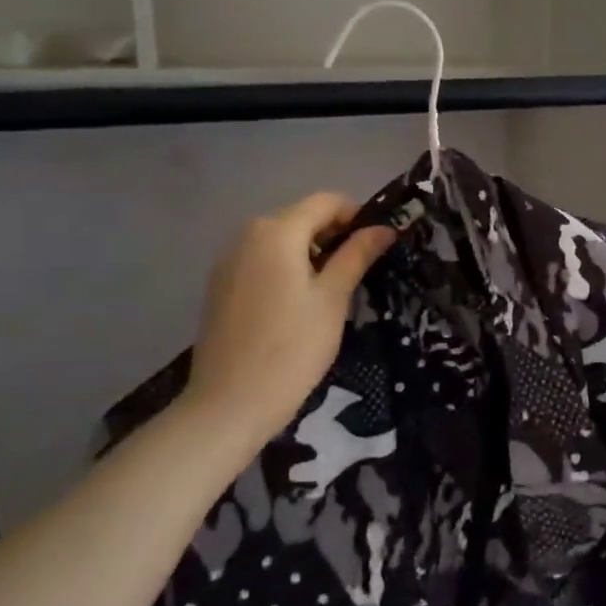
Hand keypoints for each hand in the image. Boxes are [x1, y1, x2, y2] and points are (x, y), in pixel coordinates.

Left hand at [178, 193, 395, 460]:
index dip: (357, 215)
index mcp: (276, 231)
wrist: (229, 404)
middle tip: (362, 271)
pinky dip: (287, 269)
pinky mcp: (220, 286)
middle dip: (335, 235)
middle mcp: (247, 235)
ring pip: (281, 241)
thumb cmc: (292, 348)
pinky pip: (262, 262)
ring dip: (311, 253)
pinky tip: (299, 306)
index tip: (379, 244)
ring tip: (334, 291)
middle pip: (301, 218)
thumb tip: (384, 228)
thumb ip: (357, 255)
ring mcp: (228, 261)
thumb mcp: (333, 299)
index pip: (326, 201)